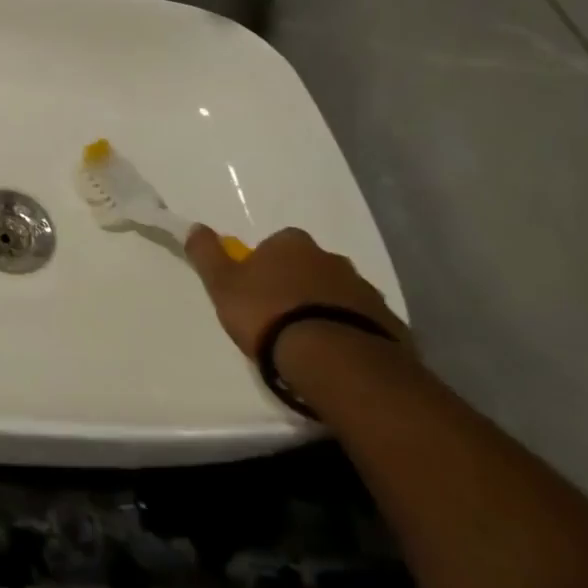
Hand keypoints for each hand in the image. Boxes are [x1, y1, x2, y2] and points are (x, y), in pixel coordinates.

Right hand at [184, 225, 407, 369]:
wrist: (335, 360)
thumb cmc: (269, 315)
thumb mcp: (223, 285)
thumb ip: (208, 255)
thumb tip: (196, 227)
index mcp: (292, 244)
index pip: (276, 245)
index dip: (265, 267)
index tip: (257, 293)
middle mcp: (332, 258)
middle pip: (310, 268)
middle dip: (299, 286)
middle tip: (282, 319)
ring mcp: (365, 291)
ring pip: (339, 296)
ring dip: (326, 310)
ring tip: (311, 345)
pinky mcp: (391, 324)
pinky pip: (365, 325)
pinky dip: (352, 334)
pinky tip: (339, 359)